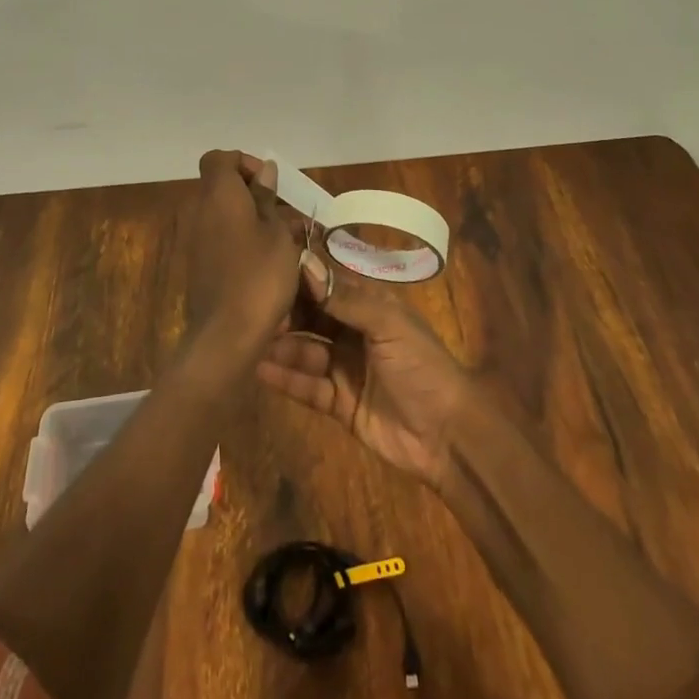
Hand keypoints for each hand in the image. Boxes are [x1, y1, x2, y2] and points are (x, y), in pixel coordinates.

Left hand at [182, 150, 304, 356]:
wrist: (226, 335)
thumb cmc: (259, 275)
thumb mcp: (277, 233)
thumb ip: (267, 198)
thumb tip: (265, 171)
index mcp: (218, 194)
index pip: (219, 158)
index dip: (243, 163)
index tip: (270, 184)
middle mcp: (200, 210)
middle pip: (221, 185)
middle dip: (252, 193)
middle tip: (283, 214)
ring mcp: (195, 239)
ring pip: (223, 213)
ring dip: (249, 218)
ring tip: (283, 239)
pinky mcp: (197, 264)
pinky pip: (219, 237)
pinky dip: (240, 239)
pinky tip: (266, 260)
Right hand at [256, 256, 474, 487]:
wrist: (448, 435)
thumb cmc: (422, 365)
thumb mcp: (387, 323)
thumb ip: (344, 297)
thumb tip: (304, 263)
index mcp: (369, 305)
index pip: (326, 284)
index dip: (299, 279)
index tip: (266, 272)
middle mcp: (352, 331)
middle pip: (311, 317)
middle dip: (285, 314)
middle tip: (252, 312)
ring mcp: (344, 367)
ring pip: (305, 350)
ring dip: (281, 346)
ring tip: (250, 340)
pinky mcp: (338, 403)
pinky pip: (307, 386)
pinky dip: (286, 378)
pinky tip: (260, 370)